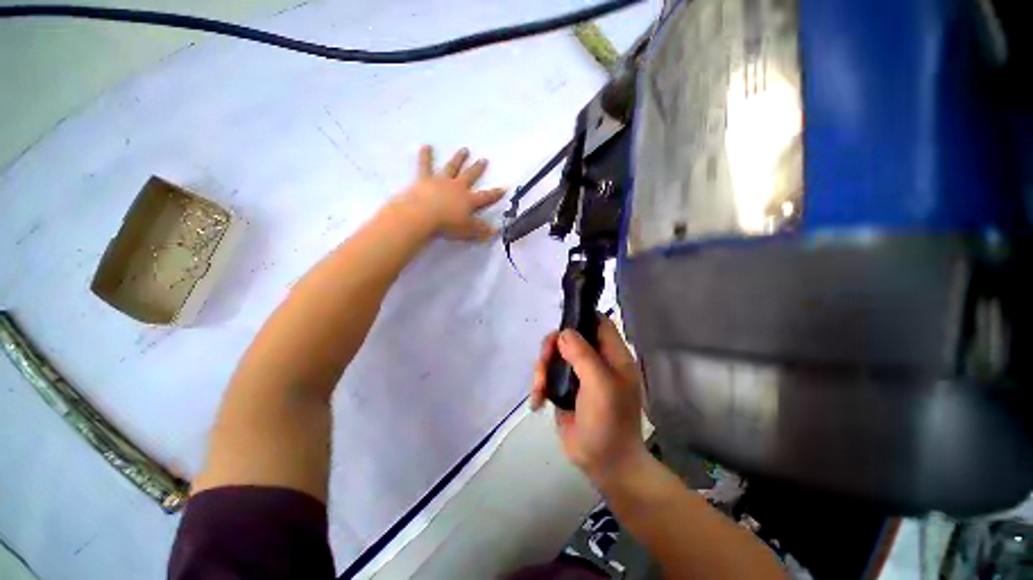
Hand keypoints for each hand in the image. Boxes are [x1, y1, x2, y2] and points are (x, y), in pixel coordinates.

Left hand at [395, 145, 505, 240]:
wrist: (422, 216)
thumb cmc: (447, 225)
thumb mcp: (468, 230)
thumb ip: (482, 230)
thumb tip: (497, 231)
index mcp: (469, 200)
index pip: (486, 196)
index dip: (496, 193)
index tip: (504, 187)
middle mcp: (457, 187)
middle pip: (470, 176)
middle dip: (477, 169)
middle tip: (484, 160)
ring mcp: (441, 181)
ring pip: (452, 167)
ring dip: (459, 159)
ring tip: (464, 150)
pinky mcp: (425, 179)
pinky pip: (425, 165)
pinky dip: (425, 155)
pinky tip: (426, 146)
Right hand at [531, 317, 647, 485]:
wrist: (604, 466)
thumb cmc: (609, 423)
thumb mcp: (600, 386)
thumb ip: (583, 355)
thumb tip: (563, 333)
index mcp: (612, 356)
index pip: (598, 322)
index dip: (581, 317)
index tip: (560, 323)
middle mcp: (596, 361)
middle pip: (569, 337)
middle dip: (552, 348)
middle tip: (543, 364)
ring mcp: (579, 375)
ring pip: (554, 355)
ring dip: (542, 368)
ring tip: (539, 390)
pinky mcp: (564, 389)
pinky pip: (547, 375)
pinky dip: (539, 384)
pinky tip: (537, 401)